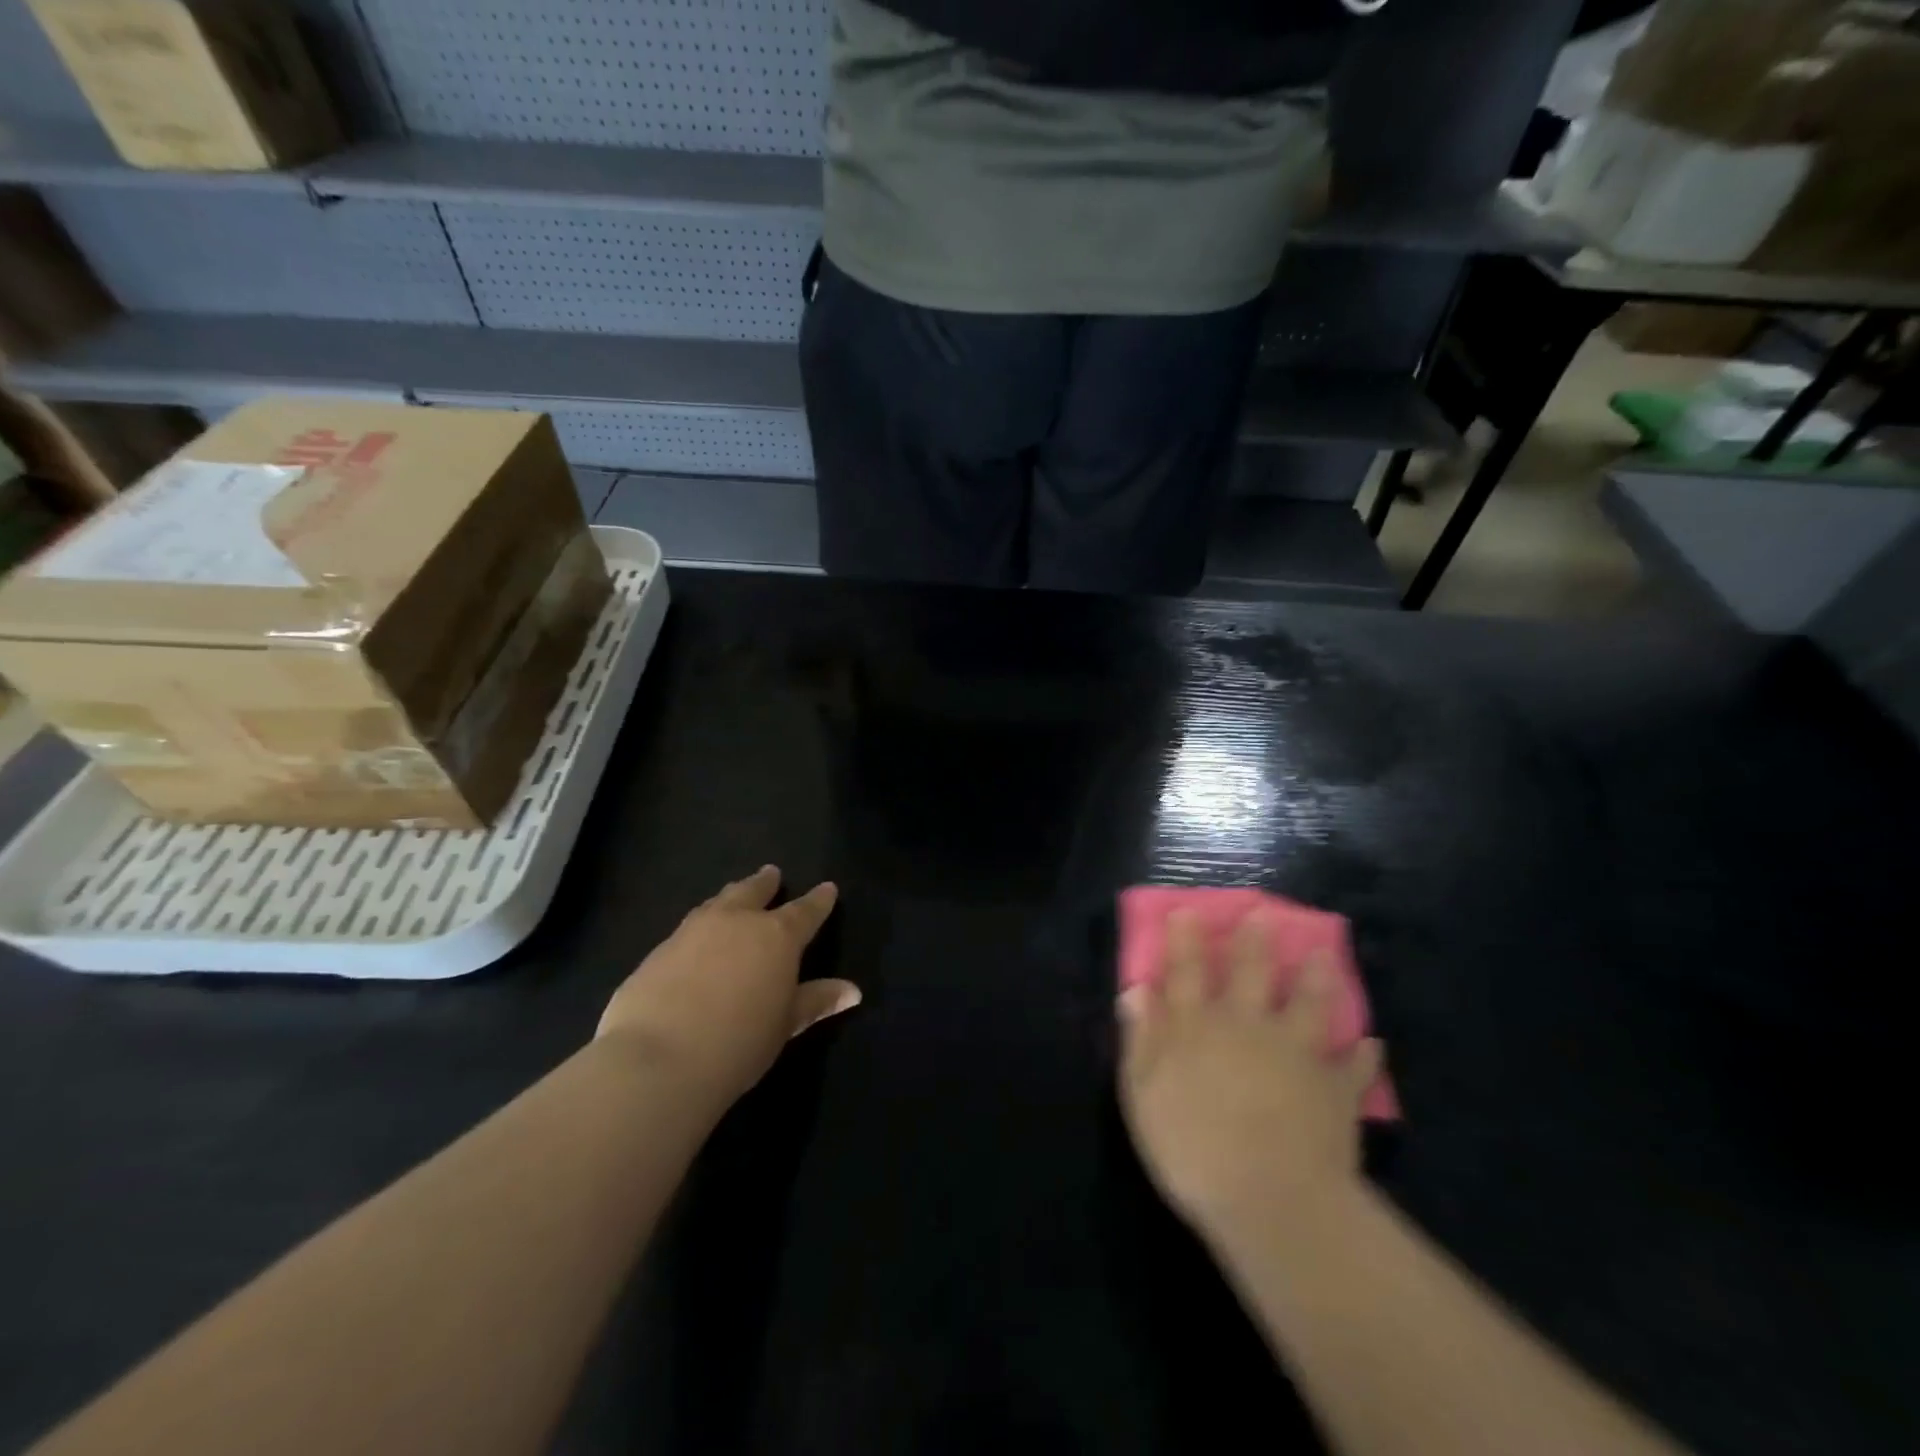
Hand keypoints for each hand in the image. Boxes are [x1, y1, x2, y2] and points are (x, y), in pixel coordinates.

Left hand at [598, 866, 859, 1101]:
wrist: (657, 1059)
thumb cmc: (738, 1043)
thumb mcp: (785, 1025)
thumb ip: (815, 1001)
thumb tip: (852, 990)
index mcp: (776, 937)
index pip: (805, 911)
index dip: (818, 901)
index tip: (828, 888)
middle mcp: (736, 922)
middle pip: (754, 892)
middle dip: (766, 883)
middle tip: (772, 873)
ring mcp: (692, 931)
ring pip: (718, 902)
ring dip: (731, 896)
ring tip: (735, 894)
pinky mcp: (658, 950)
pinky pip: (688, 927)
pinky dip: (701, 924)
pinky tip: (696, 937)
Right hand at [1118, 910, 1380, 1240]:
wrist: (1271, 1199)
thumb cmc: (1192, 1149)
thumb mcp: (1143, 1095)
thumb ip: (1141, 1039)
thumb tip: (1135, 991)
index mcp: (1196, 1027)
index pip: (1186, 972)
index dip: (1185, 940)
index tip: (1190, 911)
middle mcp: (1246, 1026)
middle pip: (1251, 973)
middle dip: (1254, 942)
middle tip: (1264, 914)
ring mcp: (1295, 1053)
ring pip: (1309, 1004)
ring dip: (1316, 978)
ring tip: (1324, 955)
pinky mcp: (1334, 1088)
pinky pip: (1353, 1066)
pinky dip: (1363, 1055)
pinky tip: (1372, 1043)